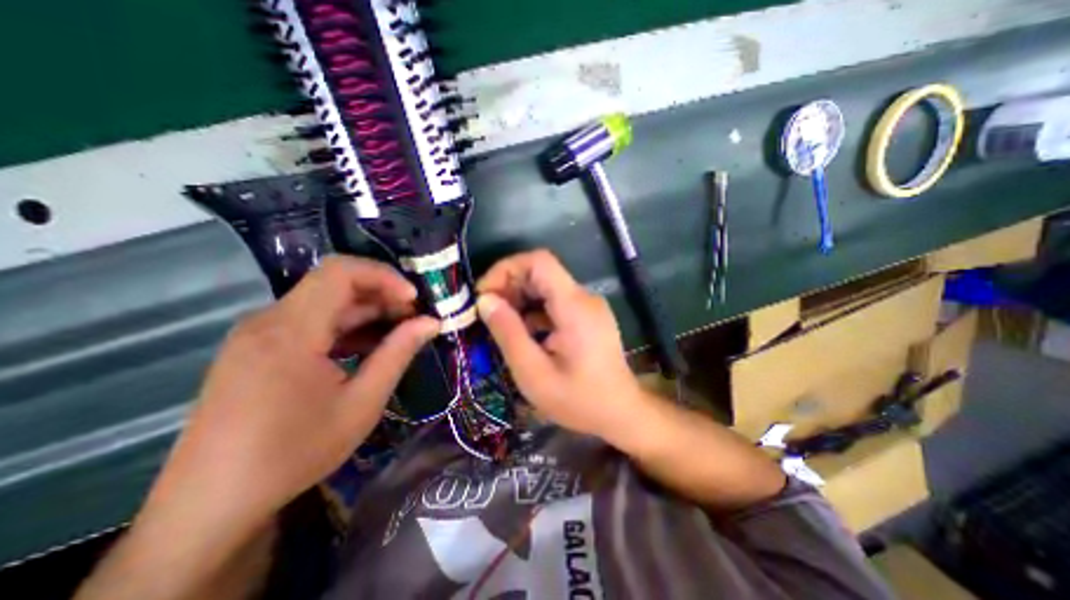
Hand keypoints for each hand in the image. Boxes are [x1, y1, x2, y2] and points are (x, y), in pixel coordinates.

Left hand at [145, 259, 439, 533]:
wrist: (210, 505)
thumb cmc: (294, 453)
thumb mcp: (362, 403)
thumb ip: (398, 354)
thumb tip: (431, 323)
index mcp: (291, 330)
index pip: (340, 272)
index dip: (384, 276)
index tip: (414, 299)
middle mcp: (269, 320)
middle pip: (334, 284)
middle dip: (381, 295)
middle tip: (414, 318)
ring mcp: (259, 333)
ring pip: (324, 303)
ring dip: (365, 312)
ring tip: (398, 333)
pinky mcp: (256, 348)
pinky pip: (309, 321)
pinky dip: (345, 327)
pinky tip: (366, 347)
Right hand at [477, 248, 643, 439]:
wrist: (622, 412)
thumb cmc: (579, 400)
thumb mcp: (534, 373)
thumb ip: (508, 334)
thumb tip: (485, 300)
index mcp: (574, 306)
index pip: (539, 261)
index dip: (506, 269)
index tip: (484, 294)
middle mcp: (583, 297)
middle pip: (540, 272)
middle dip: (508, 286)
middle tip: (486, 313)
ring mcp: (587, 305)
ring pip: (545, 286)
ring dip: (519, 299)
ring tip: (500, 325)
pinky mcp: (586, 315)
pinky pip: (554, 302)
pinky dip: (533, 311)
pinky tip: (522, 333)